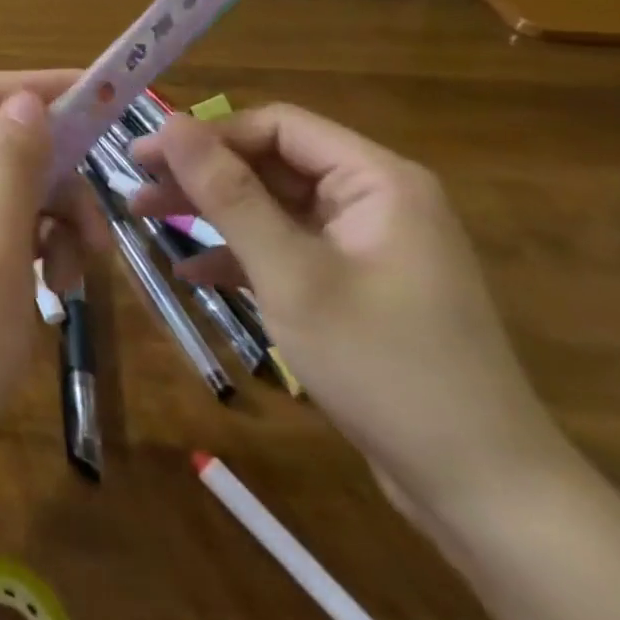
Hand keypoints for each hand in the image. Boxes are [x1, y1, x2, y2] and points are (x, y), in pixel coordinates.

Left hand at [0, 70, 104, 479]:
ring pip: (9, 185)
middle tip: (98, 216)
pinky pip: (5, 224)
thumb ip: (13, 163)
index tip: (93, 94)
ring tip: (82, 271)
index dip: (30, 87)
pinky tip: (60, 288)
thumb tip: (29, 99)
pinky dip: (39, 245)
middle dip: (53, 173)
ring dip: (54, 217)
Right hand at [130, 105, 563, 522]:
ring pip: (270, 205)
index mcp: (375, 180)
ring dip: (209, 213)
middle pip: (269, 163)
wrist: (485, 497)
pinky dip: (238, 254)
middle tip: (135, 185)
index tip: (146, 156)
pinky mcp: (355, 284)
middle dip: (200, 175)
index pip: (275, 126)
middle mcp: (372, 199)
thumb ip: (228, 193)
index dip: (207, 135)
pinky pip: (285, 247)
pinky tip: (189, 271)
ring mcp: (365, 244)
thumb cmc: (384, 367)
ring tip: (142, 217)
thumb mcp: (291, 274)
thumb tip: (169, 123)